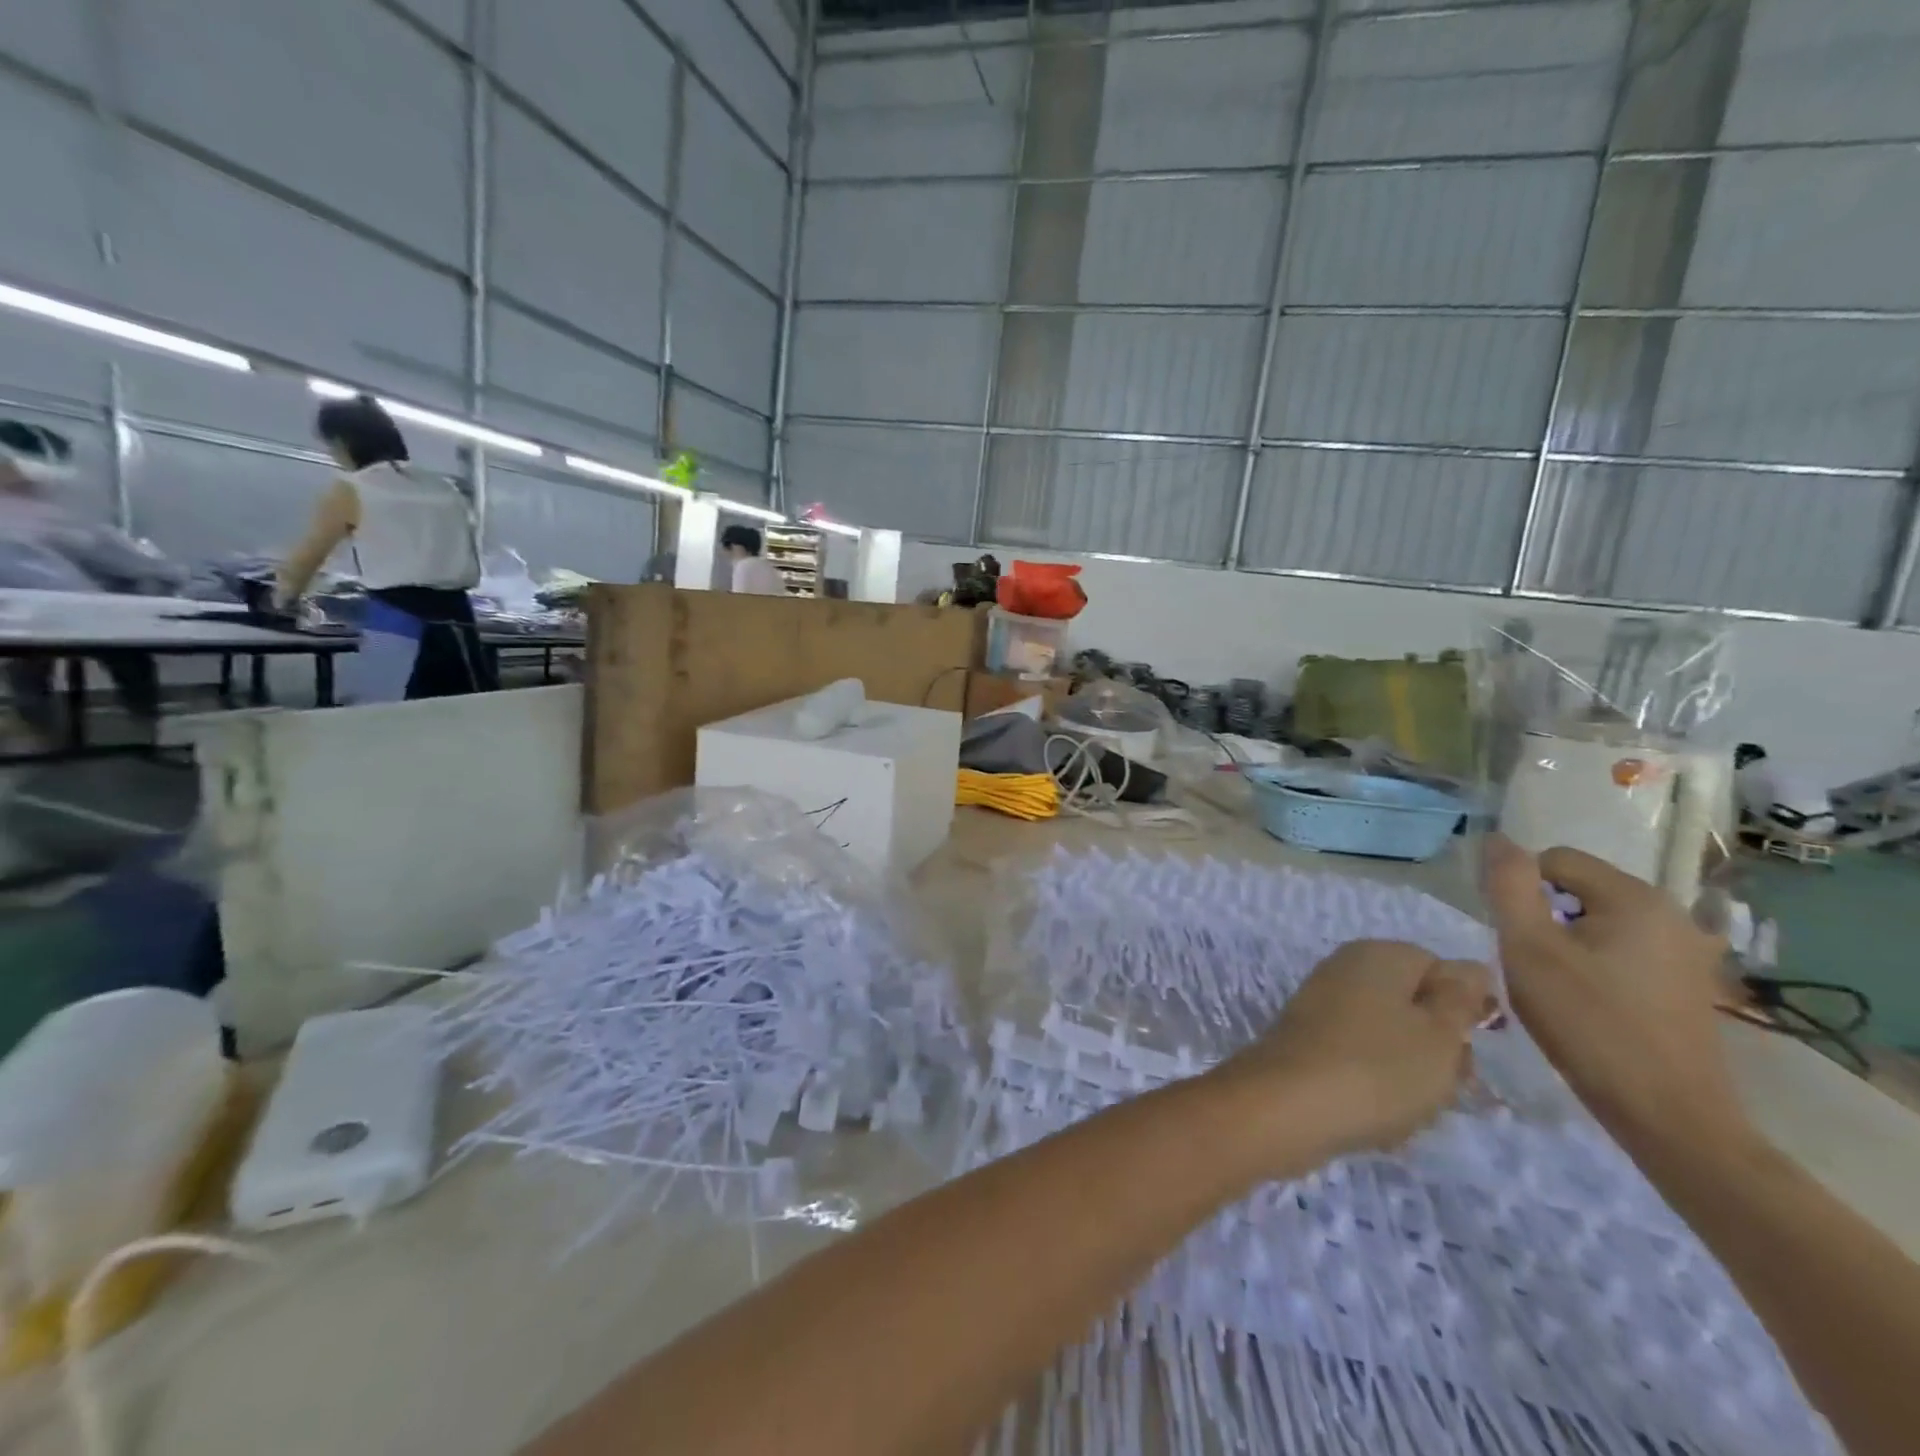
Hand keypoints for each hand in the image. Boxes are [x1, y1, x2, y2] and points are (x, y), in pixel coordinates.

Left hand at [1212, 940, 1490, 1164]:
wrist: (1287, 1106)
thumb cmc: (1378, 1067)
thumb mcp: (1440, 1034)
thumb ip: (1460, 999)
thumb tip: (1468, 969)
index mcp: (1377, 954)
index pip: (1440, 969)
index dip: (1462, 1010)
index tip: (1468, 1047)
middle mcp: (1345, 969)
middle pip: (1415, 1008)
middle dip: (1437, 1051)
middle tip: (1440, 1086)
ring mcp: (1322, 1006)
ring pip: (1392, 1042)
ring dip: (1410, 1078)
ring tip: (1406, 1109)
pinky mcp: (1308, 1043)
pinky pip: (1360, 1063)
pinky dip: (1374, 1090)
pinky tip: (1376, 1122)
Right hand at [1484, 835, 1749, 1148]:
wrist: (1668, 1115)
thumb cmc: (1587, 1023)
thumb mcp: (1528, 948)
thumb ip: (1509, 886)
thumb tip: (1498, 840)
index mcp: (1636, 897)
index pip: (1554, 860)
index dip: (1520, 890)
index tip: (1513, 936)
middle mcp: (1672, 913)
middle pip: (1579, 888)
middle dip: (1545, 916)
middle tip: (1531, 963)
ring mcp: (1688, 950)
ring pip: (1600, 920)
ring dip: (1568, 941)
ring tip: (1557, 985)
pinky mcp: (1690, 983)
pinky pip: (1625, 948)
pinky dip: (1597, 962)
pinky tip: (1589, 1001)